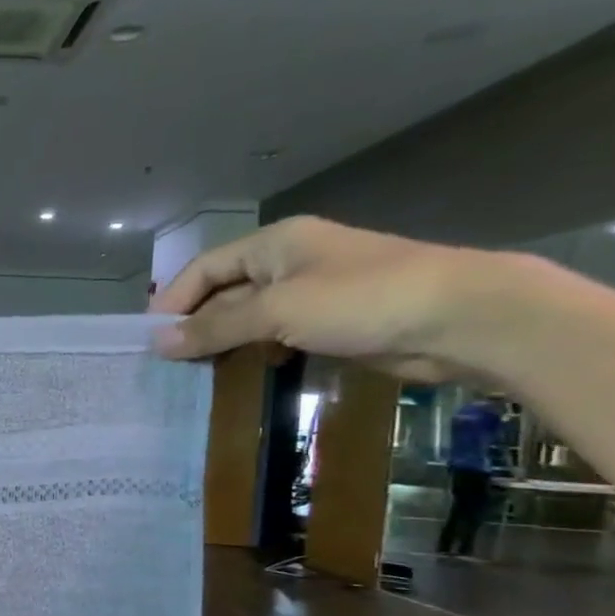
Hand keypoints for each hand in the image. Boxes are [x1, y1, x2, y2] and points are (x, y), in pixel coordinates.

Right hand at [149, 215, 505, 381]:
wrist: (464, 317)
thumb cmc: (362, 300)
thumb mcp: (277, 311)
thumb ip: (214, 327)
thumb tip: (158, 344)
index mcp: (274, 243)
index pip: (204, 268)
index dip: (173, 300)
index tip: (150, 339)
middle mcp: (289, 261)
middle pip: (224, 291)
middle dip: (196, 324)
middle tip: (169, 363)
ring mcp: (313, 292)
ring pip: (250, 316)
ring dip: (224, 341)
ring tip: (197, 372)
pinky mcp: (333, 321)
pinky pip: (278, 334)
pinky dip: (256, 351)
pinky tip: (248, 371)